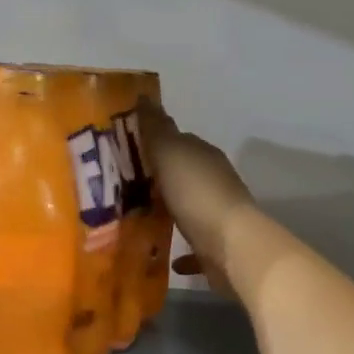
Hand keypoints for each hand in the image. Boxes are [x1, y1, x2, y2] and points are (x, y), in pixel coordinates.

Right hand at [138, 100, 255, 292]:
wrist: (231, 246)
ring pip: (187, 208)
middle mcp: (213, 181)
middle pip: (182, 175)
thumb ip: (156, 128)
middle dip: (158, 178)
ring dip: (169, 211)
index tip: (126, 150)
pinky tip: (163, 256)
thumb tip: (144, 97)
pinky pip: (194, 246)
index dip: (154, 143)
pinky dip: (181, 250)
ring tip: (137, 218)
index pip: (178, 141)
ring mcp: (217, 215)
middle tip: (122, 186)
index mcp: (203, 156)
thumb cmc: (197, 194)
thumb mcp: (170, 153)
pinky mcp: (216, 247)